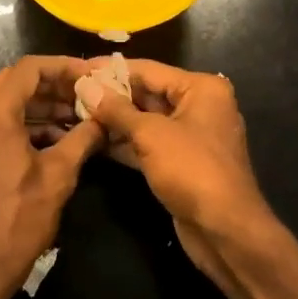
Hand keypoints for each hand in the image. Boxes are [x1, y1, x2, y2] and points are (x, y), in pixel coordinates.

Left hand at [0, 57, 105, 298]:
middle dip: (54, 85)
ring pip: (8, 102)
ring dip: (42, 105)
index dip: (63, 67)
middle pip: (16, 82)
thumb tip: (106, 119)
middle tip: (88, 96)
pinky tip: (58, 138)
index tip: (91, 76)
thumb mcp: (59, 176)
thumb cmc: (17, 221)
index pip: (29, 69)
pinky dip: (27, 123)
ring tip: (80, 118)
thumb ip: (84, 138)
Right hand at [73, 61, 278, 283]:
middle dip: (111, 96)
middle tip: (72, 93)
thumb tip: (86, 86)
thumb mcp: (150, 135)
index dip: (111, 69)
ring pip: (146, 121)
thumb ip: (116, 110)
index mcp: (201, 88)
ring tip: (75, 114)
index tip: (79, 68)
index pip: (149, 70)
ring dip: (114, 120)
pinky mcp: (182, 162)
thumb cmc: (191, 170)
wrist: (224, 230)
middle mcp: (199, 106)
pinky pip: (149, 144)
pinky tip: (93, 140)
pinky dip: (125, 142)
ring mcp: (191, 136)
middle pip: (148, 93)